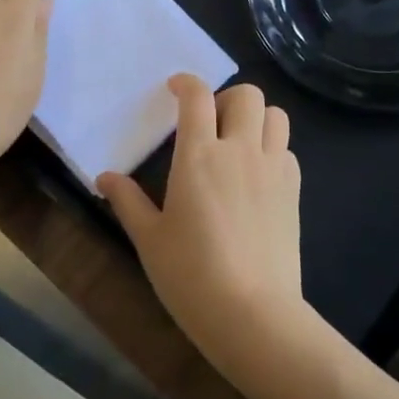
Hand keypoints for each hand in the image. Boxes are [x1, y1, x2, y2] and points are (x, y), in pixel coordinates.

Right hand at [97, 75, 308, 372]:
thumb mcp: (149, 239)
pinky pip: (288, 150)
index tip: (175, 89)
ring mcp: (273, 169)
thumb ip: (127, 201)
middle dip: (226, 98)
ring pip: (276, 115)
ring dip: (256, 117)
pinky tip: (256, 175)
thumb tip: (104, 177)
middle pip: (247, 94)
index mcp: (200, 156)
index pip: (198, 97)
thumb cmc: (191, 276)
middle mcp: (240, 151)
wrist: (253, 314)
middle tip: (209, 123)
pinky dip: (273, 148)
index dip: (186, 83)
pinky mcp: (294, 191)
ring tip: (237, 142)